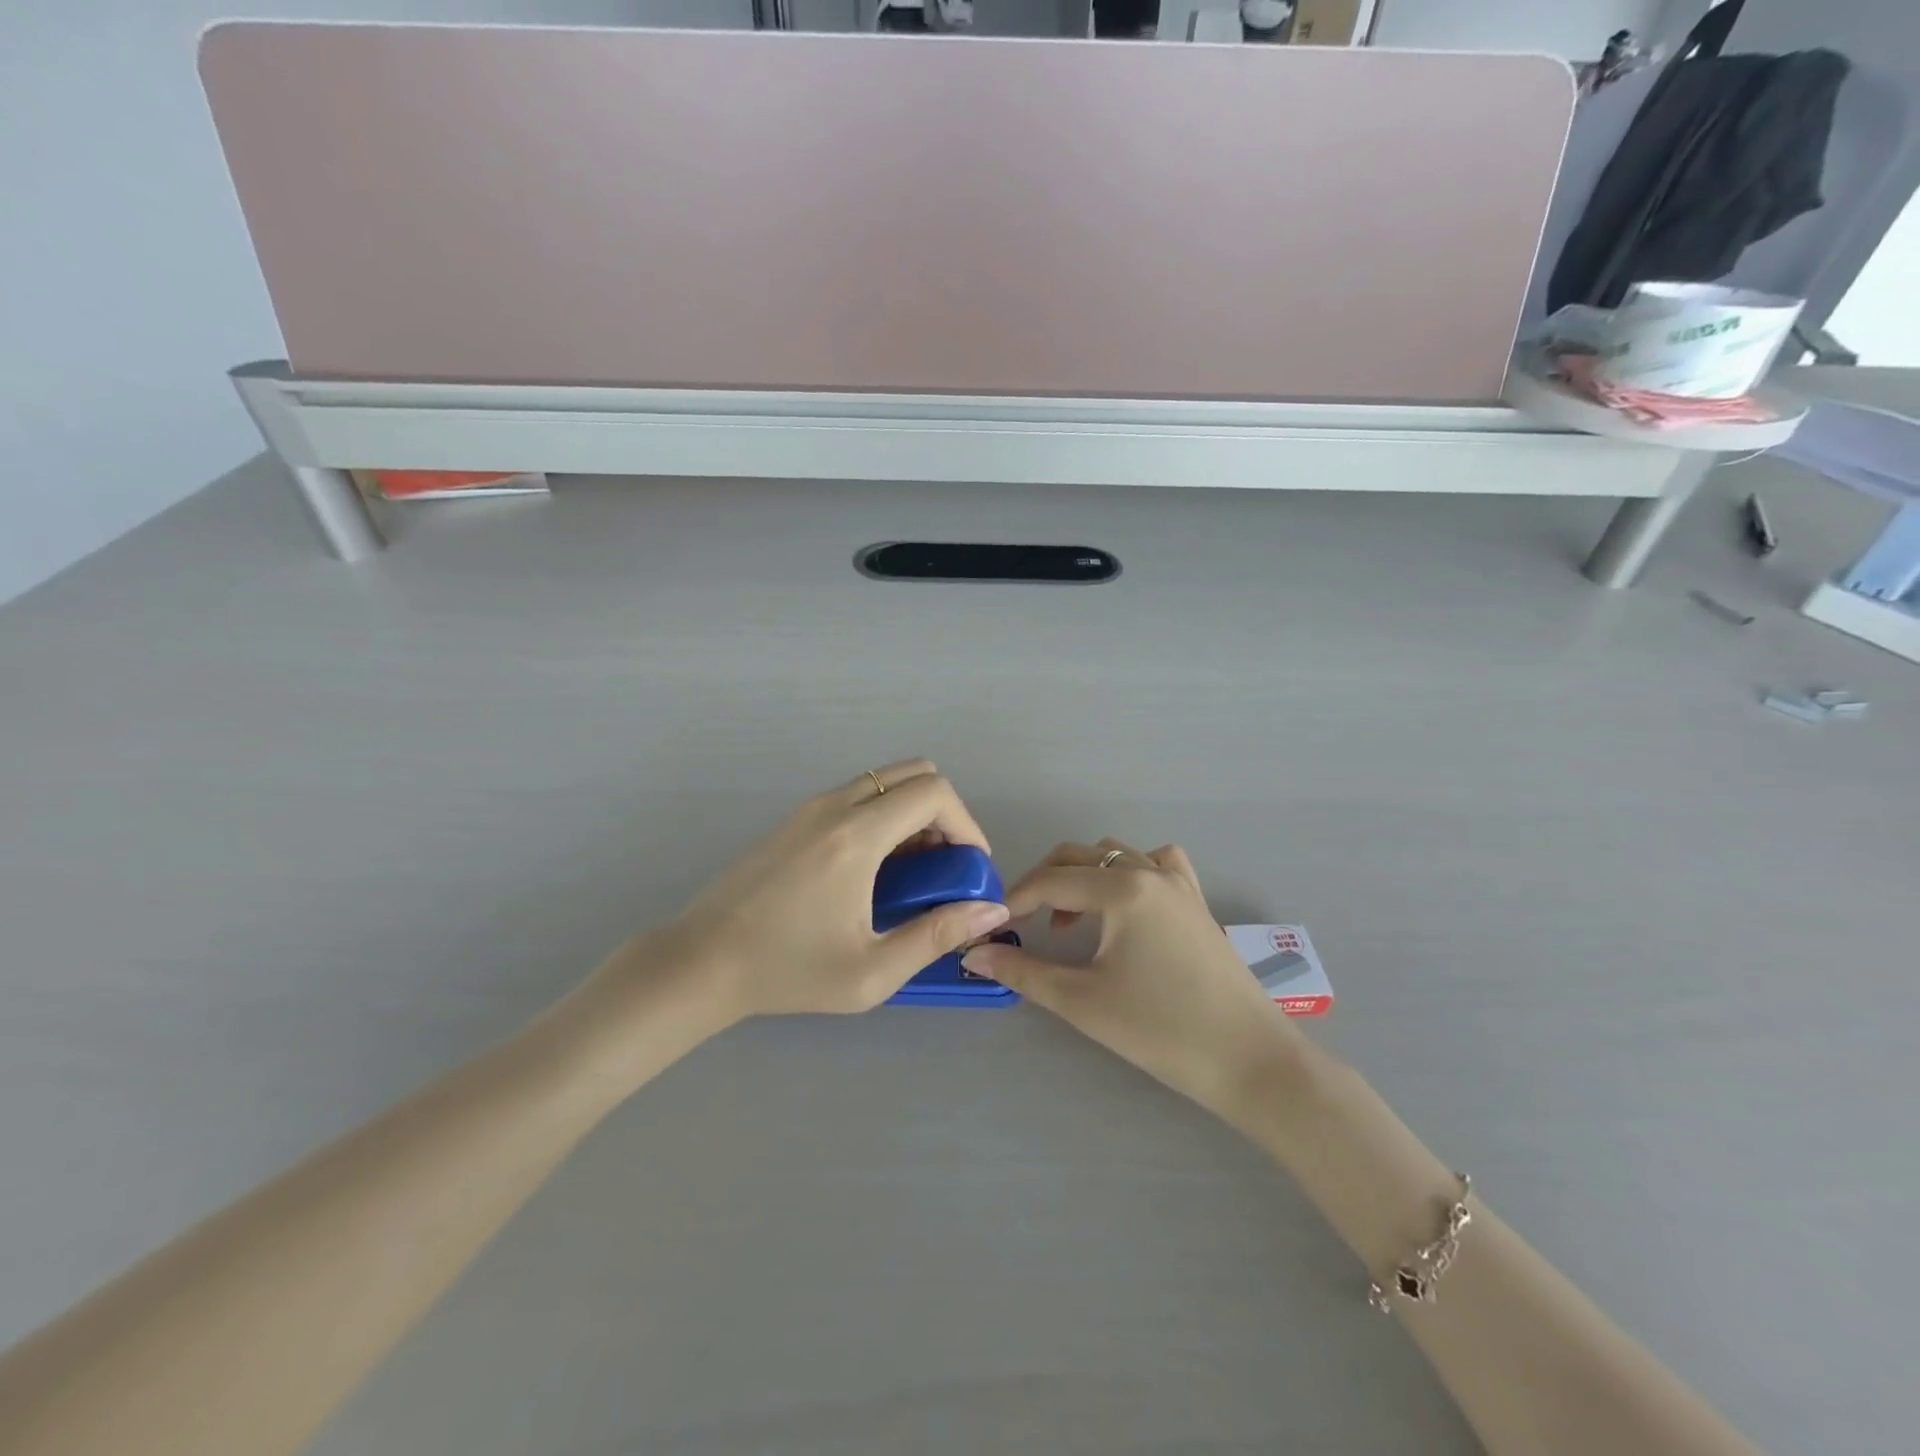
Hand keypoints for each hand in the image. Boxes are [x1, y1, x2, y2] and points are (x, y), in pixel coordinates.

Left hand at [624, 761, 1010, 1023]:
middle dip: (944, 812)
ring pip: (884, 781)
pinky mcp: (794, 818)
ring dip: (913, 813)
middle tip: (945, 864)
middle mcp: (835, 806)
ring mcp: (810, 807)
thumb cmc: (788, 971)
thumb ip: (936, 935)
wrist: (701, 962)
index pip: (934, 792)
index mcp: (856, 836)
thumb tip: (989, 909)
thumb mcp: (871, 972)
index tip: (970, 867)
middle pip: (914, 772)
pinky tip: (873, 870)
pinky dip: (883, 816)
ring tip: (913, 871)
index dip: (967, 823)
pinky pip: (856, 795)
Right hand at [961, 840, 1300, 1112]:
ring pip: (1115, 856)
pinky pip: (1156, 865)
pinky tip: (1124, 907)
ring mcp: (1179, 883)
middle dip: (1042, 884)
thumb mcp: (1082, 1001)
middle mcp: (1149, 871)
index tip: (988, 929)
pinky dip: (1129, 873)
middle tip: (1022, 925)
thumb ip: (1023, 972)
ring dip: (1083, 877)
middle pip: (1078, 857)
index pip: (1049, 882)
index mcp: (1121, 888)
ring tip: (1070, 923)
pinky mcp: (1197, 901)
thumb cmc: (1161, 1031)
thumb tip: (975, 955)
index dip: (1012, 902)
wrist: (1250, 1061)